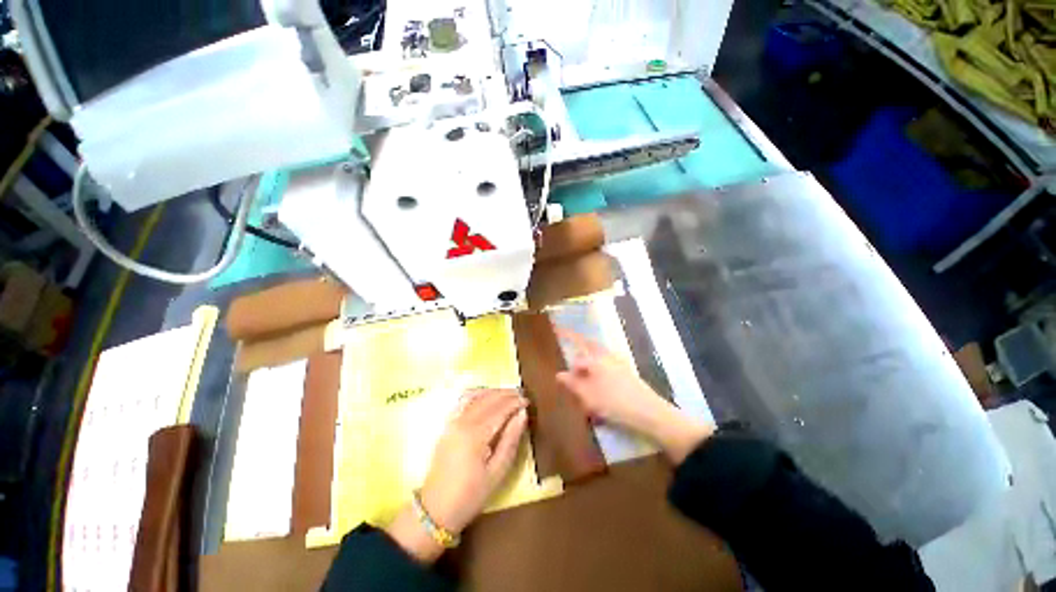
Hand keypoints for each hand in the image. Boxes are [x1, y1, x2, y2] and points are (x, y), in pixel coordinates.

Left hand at [386, 389, 526, 562]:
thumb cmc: (471, 495)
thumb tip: (522, 415)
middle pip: (488, 399)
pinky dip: (478, 394)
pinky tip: (486, 396)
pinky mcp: (448, 425)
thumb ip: (511, 440)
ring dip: (493, 392)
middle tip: (521, 394)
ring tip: (508, 394)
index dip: (515, 402)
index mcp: (476, 434)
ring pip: (476, 397)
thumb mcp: (497, 472)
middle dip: (506, 394)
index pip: (500, 409)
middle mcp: (463, 422)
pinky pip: (464, 402)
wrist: (435, 510)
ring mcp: (453, 422)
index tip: (528, 401)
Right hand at [555, 328, 712, 463]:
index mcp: (596, 360)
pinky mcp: (628, 372)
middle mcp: (607, 356)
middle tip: (576, 363)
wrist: (649, 412)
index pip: (577, 360)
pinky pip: (610, 364)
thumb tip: (559, 374)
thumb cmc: (614, 403)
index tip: (568, 383)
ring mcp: (620, 363)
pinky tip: (603, 386)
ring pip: (600, 356)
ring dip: (591, 362)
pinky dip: (602, 369)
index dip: (571, 371)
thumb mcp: (588, 396)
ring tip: (589, 381)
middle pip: (590, 347)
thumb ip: (572, 384)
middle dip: (581, 351)